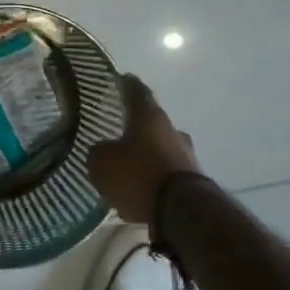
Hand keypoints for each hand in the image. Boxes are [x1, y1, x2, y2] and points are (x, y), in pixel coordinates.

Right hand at [85, 75, 199, 224]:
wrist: (181, 211)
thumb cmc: (138, 174)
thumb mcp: (103, 163)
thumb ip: (98, 153)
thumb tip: (101, 151)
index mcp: (149, 116)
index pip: (137, 91)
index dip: (127, 84)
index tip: (121, 78)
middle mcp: (171, 130)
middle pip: (151, 121)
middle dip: (136, 125)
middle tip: (119, 129)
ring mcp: (185, 155)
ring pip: (160, 148)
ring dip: (145, 155)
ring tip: (127, 166)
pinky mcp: (191, 181)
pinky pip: (165, 173)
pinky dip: (152, 178)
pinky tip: (139, 191)